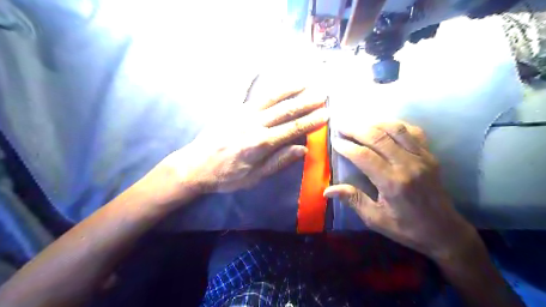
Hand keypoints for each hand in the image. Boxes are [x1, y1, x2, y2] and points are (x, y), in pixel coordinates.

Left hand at [166, 80, 327, 193]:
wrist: (195, 167)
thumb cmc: (226, 176)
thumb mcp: (254, 177)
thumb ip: (278, 162)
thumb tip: (302, 149)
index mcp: (261, 143)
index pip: (293, 129)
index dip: (311, 121)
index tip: (327, 113)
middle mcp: (254, 123)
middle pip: (285, 110)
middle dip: (306, 101)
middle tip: (322, 93)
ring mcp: (241, 113)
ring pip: (269, 97)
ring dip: (288, 88)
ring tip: (304, 81)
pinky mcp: (230, 109)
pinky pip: (241, 90)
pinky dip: (249, 77)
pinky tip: (257, 66)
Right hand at [324, 122, 478, 259]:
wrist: (444, 231)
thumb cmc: (406, 228)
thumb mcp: (375, 219)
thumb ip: (353, 200)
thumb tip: (327, 190)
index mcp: (392, 182)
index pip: (364, 156)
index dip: (347, 146)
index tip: (334, 141)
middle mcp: (407, 164)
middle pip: (378, 137)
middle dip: (356, 129)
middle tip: (341, 126)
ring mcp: (421, 157)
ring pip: (396, 129)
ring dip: (374, 123)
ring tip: (359, 124)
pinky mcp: (430, 156)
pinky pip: (413, 132)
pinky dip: (396, 125)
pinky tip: (384, 126)